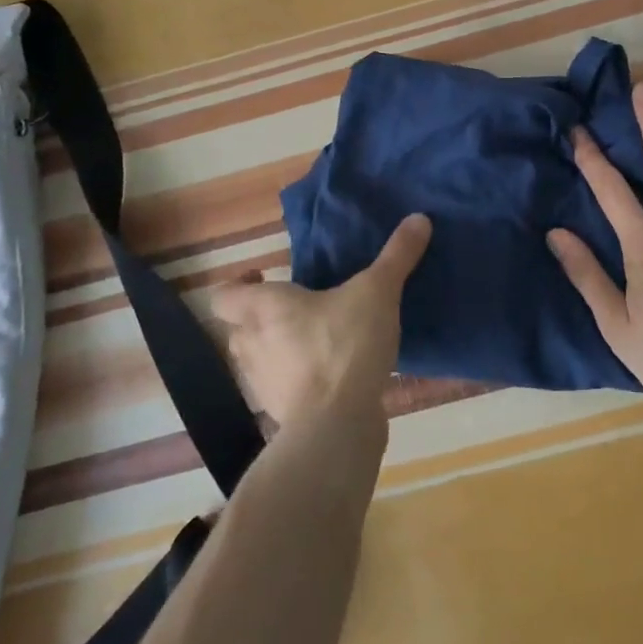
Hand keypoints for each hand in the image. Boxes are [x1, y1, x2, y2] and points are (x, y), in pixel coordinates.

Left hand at [211, 214, 431, 424]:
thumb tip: (419, 218)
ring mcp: (262, 385)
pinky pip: (281, 390)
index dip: (237, 284)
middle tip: (297, 307)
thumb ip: (396, 256)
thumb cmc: (344, 346)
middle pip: (238, 327)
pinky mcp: (281, 415)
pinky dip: (296, 381)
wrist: (337, 425)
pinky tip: (329, 376)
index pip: (223, 294)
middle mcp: (252, 344)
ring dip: (277, 350)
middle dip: (261, 317)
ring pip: (257, 360)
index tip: (265, 276)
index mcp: (263, 308)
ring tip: (314, 340)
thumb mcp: (378, 291)